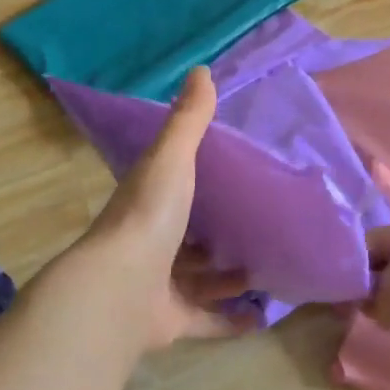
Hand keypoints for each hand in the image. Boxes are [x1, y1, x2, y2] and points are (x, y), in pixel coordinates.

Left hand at [66, 67, 253, 353]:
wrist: (121, 290)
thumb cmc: (149, 216)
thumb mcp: (172, 159)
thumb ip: (188, 120)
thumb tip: (202, 69)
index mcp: (150, 202)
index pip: (173, 185)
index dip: (199, 179)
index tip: (235, 172)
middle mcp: (152, 242)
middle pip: (189, 235)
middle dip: (218, 232)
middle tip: (261, 223)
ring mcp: (160, 285)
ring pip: (198, 278)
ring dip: (227, 275)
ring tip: (268, 264)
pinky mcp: (171, 320)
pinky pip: (206, 320)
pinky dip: (231, 320)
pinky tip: (261, 316)